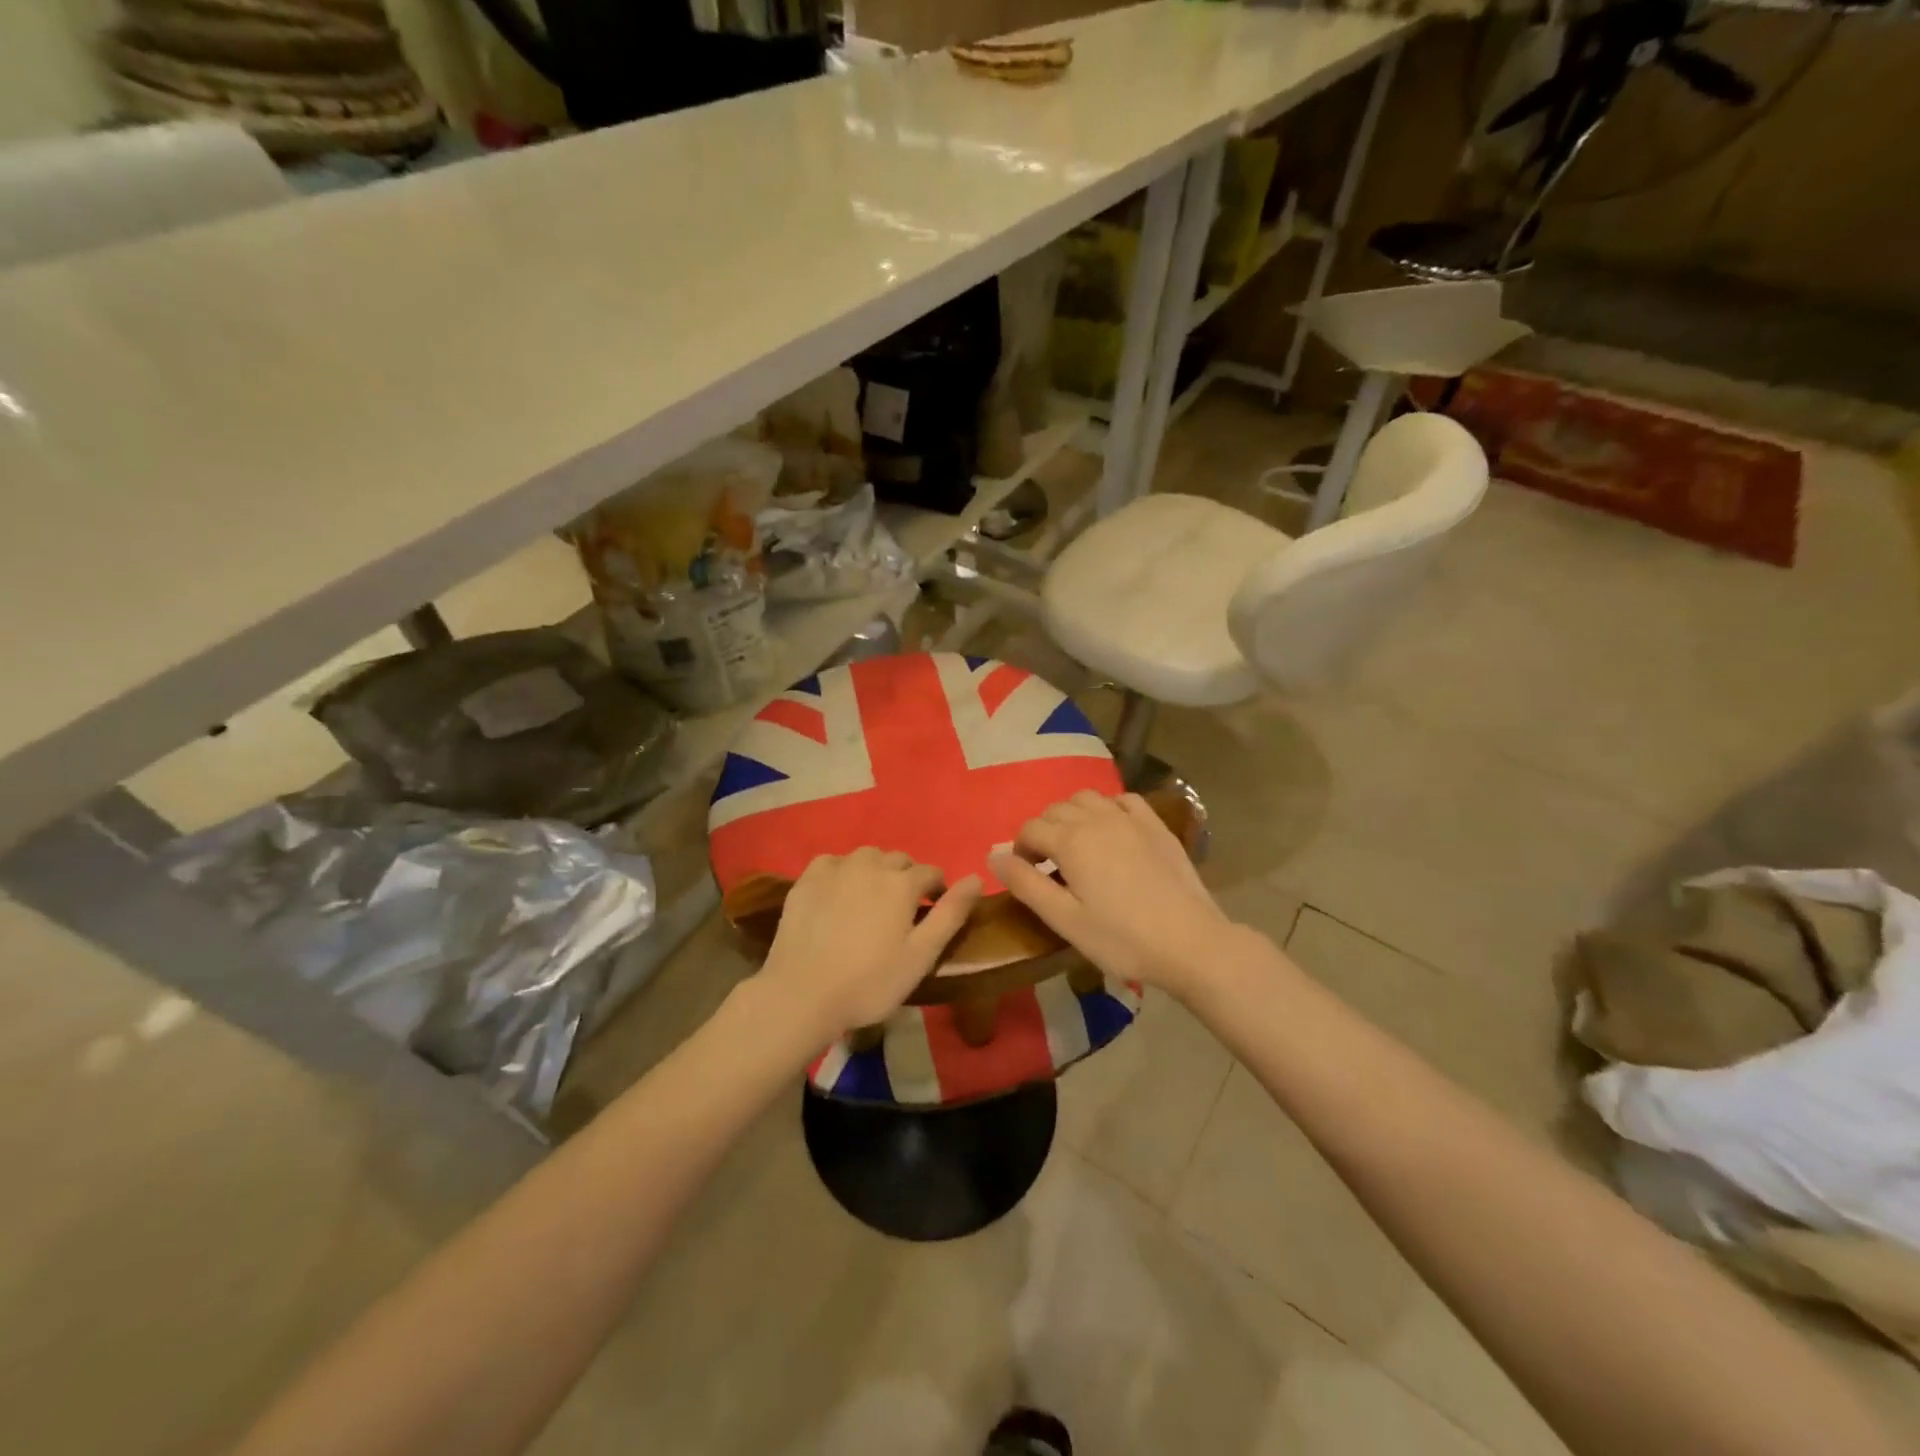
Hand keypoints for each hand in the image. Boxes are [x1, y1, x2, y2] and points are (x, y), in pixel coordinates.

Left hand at [757, 848, 981, 1041]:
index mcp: (902, 883)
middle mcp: (871, 864)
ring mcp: (835, 869)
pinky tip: (838, 894)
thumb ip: (951, 913)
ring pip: (866, 856)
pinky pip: (833, 862)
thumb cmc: (870, 982)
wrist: (802, 994)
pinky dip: (842, 871)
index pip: (931, 872)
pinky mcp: (806, 880)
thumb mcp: (921, 955)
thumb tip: (976, 878)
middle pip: (898, 860)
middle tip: (901, 910)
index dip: (937, 889)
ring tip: (871, 900)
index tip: (932, 912)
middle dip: (906, 878)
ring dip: (875, 870)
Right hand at [990, 791, 1238, 999]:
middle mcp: (1096, 818)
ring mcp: (1129, 818)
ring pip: (1087, 798)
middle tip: (1050, 866)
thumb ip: (1026, 884)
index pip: (1029, 829)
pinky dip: (1108, 808)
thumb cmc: (1121, 938)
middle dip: (1044, 832)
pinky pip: (1123, 800)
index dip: (1020, 850)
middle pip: (1055, 810)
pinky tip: (1111, 830)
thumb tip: (992, 855)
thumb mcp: (1065, 920)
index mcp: (1070, 841)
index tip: (1028, 876)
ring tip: (1077, 846)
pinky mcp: (1156, 825)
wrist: (1191, 942)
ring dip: (1072, 815)